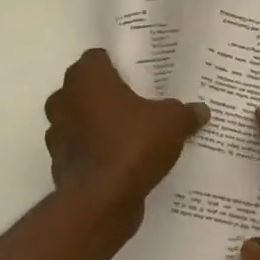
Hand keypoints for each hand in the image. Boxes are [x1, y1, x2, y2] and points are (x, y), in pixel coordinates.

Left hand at [44, 49, 208, 225]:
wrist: (101, 201)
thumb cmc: (133, 145)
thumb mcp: (172, 123)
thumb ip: (185, 112)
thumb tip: (201, 110)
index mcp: (87, 77)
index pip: (98, 58)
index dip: (118, 65)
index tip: (140, 76)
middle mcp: (64, 98)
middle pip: (87, 88)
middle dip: (109, 95)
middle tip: (140, 103)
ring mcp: (57, 132)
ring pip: (81, 119)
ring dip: (99, 124)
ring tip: (131, 133)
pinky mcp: (59, 162)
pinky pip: (81, 149)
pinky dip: (95, 152)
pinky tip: (121, 161)